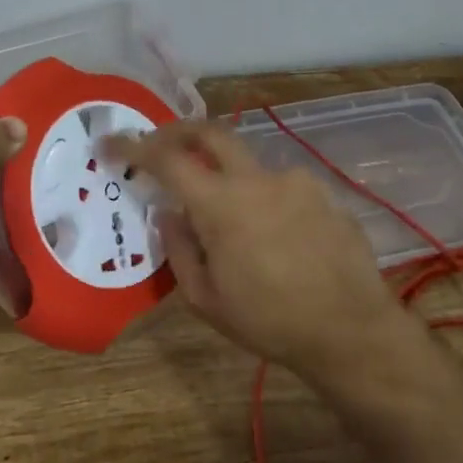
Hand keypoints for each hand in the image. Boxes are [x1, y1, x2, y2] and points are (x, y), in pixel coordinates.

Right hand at [109, 120, 420, 384]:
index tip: (111, 144)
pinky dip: (263, 198)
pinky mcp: (323, 191)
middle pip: (210, 131)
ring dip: (228, 178)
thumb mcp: (207, 300)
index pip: (167, 159)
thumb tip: (170, 213)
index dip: (134, 146)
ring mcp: (295, 180)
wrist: (351, 331)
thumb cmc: (270, 322)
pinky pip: (280, 185)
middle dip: (178, 131)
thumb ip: (179, 249)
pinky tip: (275, 236)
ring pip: (248, 164)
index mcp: (221, 204)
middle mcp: (257, 178)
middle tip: (160, 145)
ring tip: (232, 223)